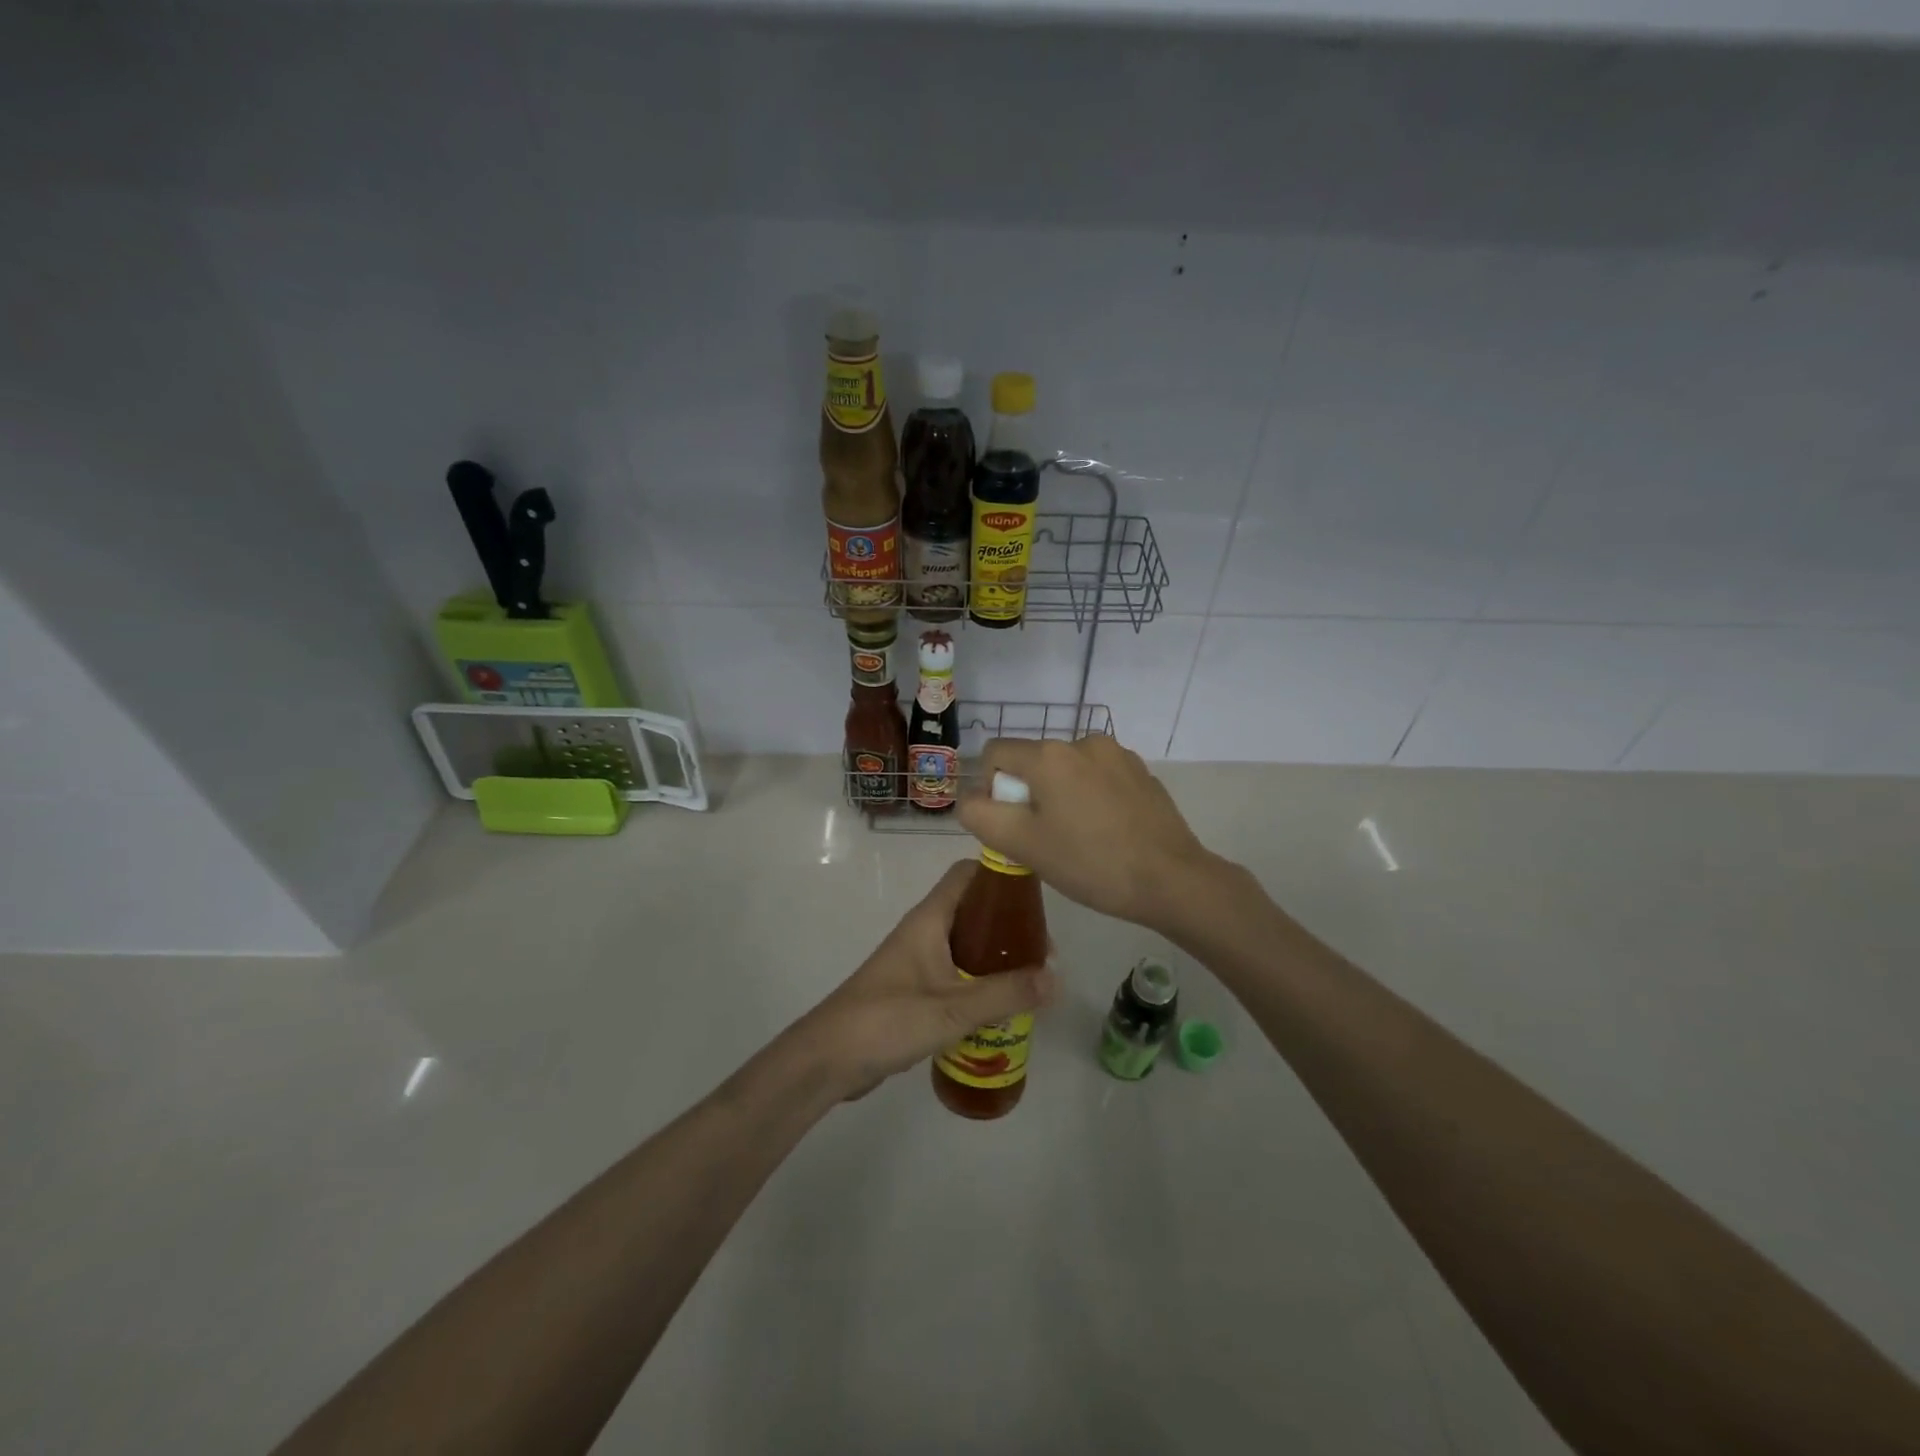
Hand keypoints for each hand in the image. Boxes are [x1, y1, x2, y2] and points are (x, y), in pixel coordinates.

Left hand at [792, 860, 1055, 1100]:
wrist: (828, 1058)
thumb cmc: (888, 1019)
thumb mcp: (952, 1009)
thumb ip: (1005, 994)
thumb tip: (1055, 978)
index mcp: (929, 919)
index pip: (968, 874)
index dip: (1002, 876)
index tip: (1037, 897)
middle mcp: (924, 931)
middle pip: (973, 910)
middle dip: (1010, 926)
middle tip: (1043, 954)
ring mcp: (917, 960)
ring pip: (966, 944)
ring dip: (997, 957)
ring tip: (1031, 981)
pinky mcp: (914, 989)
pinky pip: (956, 973)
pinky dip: (980, 982)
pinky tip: (1001, 1008)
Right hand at [955, 735, 1223, 931]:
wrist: (1172, 880)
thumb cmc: (1090, 863)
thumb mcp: (1023, 845)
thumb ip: (981, 816)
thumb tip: (972, 799)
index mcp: (1049, 755)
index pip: (995, 754)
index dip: (992, 789)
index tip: (1012, 826)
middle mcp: (1082, 741)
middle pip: (1032, 762)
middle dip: (1028, 795)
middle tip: (1045, 839)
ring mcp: (1117, 754)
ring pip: (1066, 770)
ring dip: (1060, 796)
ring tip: (1079, 837)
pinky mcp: (1141, 771)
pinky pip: (1098, 777)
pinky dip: (1091, 797)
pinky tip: (1107, 832)